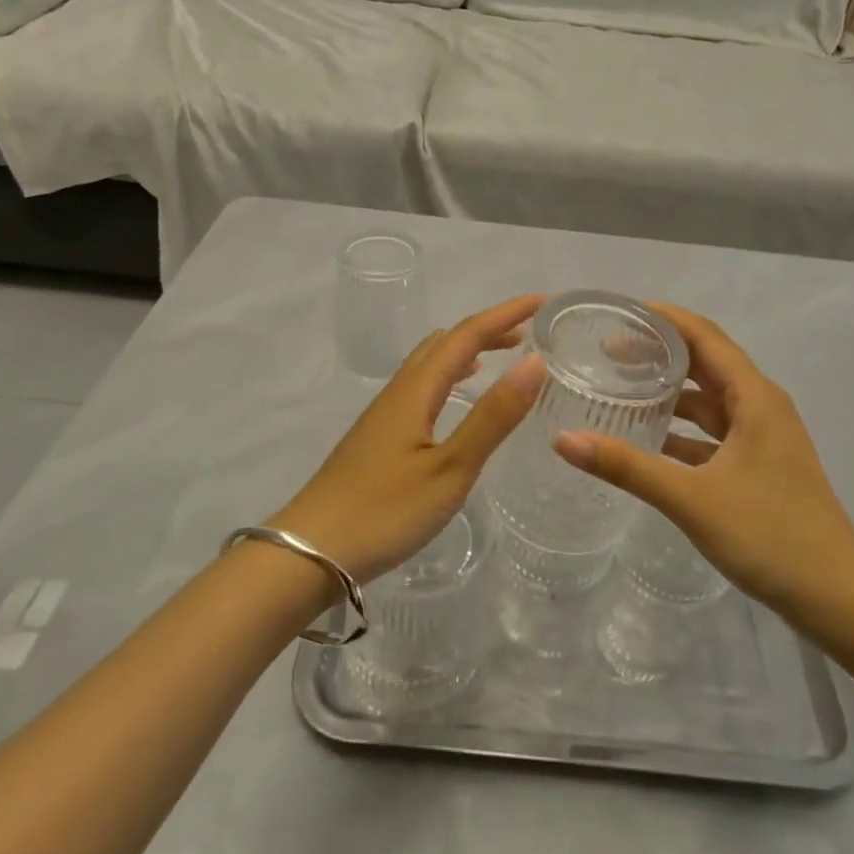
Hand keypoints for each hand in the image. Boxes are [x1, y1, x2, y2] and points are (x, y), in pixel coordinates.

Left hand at [277, 295, 546, 584]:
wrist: (310, 552)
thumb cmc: (385, 511)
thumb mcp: (451, 468)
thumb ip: (492, 417)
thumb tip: (534, 361)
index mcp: (416, 390)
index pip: (467, 335)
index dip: (505, 314)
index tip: (543, 302)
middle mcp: (398, 392)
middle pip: (445, 342)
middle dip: (488, 329)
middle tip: (528, 332)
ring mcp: (384, 414)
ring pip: (430, 364)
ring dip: (468, 351)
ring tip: (501, 356)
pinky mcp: (378, 438)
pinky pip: (421, 387)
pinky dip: (450, 377)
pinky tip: (456, 400)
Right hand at [553, 303, 853, 635]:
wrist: (837, 596)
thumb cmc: (771, 535)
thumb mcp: (691, 498)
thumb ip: (627, 467)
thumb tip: (563, 440)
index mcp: (754, 397)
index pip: (704, 336)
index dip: (663, 318)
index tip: (618, 313)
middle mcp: (760, 406)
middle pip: (705, 363)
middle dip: (660, 352)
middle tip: (606, 349)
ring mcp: (761, 438)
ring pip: (708, 400)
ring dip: (669, 391)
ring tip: (619, 387)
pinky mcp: (757, 466)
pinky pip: (712, 433)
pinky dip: (681, 429)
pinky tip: (647, 439)